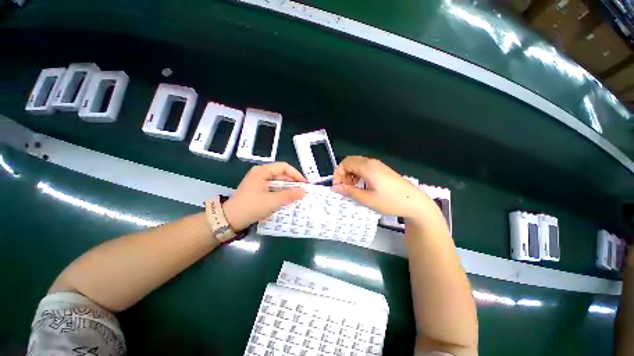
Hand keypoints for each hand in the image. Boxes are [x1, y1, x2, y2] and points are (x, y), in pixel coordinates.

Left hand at [222, 162, 306, 230]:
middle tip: (303, 191)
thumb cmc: (251, 207)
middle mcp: (261, 173)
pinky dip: (282, 193)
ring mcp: (260, 182)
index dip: (296, 174)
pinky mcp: (259, 190)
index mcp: (262, 171)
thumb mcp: (272, 201)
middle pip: (281, 174)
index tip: (304, 183)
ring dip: (288, 189)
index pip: (284, 167)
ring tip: (298, 196)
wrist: (230, 219)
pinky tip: (288, 199)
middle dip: (293, 182)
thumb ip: (289, 195)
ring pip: (279, 182)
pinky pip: (274, 188)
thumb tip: (304, 191)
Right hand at [332, 156, 435, 219]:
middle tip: (344, 187)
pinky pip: (365, 167)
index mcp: (367, 167)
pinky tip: (361, 185)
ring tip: (352, 188)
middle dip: (343, 173)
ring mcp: (378, 165)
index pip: (345, 163)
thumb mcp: (367, 199)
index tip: (338, 187)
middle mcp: (371, 162)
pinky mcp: (382, 169)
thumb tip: (334, 187)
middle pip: (350, 161)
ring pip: (357, 164)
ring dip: (350, 174)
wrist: (414, 202)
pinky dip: (358, 174)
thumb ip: (349, 191)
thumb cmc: (390, 201)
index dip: (338, 174)